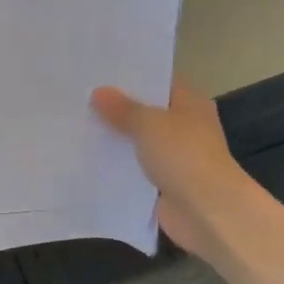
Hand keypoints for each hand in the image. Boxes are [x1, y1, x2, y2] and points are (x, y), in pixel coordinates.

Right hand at [91, 78, 247, 258]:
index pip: (159, 81)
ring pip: (139, 142)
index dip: (132, 76)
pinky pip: (136, 170)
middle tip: (79, 98)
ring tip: (76, 126)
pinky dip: (118, 167)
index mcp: (190, 102)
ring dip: (115, 139)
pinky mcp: (164, 184)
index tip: (99, 72)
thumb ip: (122, 108)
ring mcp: (175, 157)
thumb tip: (99, 92)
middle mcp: (184, 126)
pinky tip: (88, 160)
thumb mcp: (148, 123)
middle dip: (117, 108)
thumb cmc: (183, 155)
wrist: (207, 211)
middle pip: (147, 112)